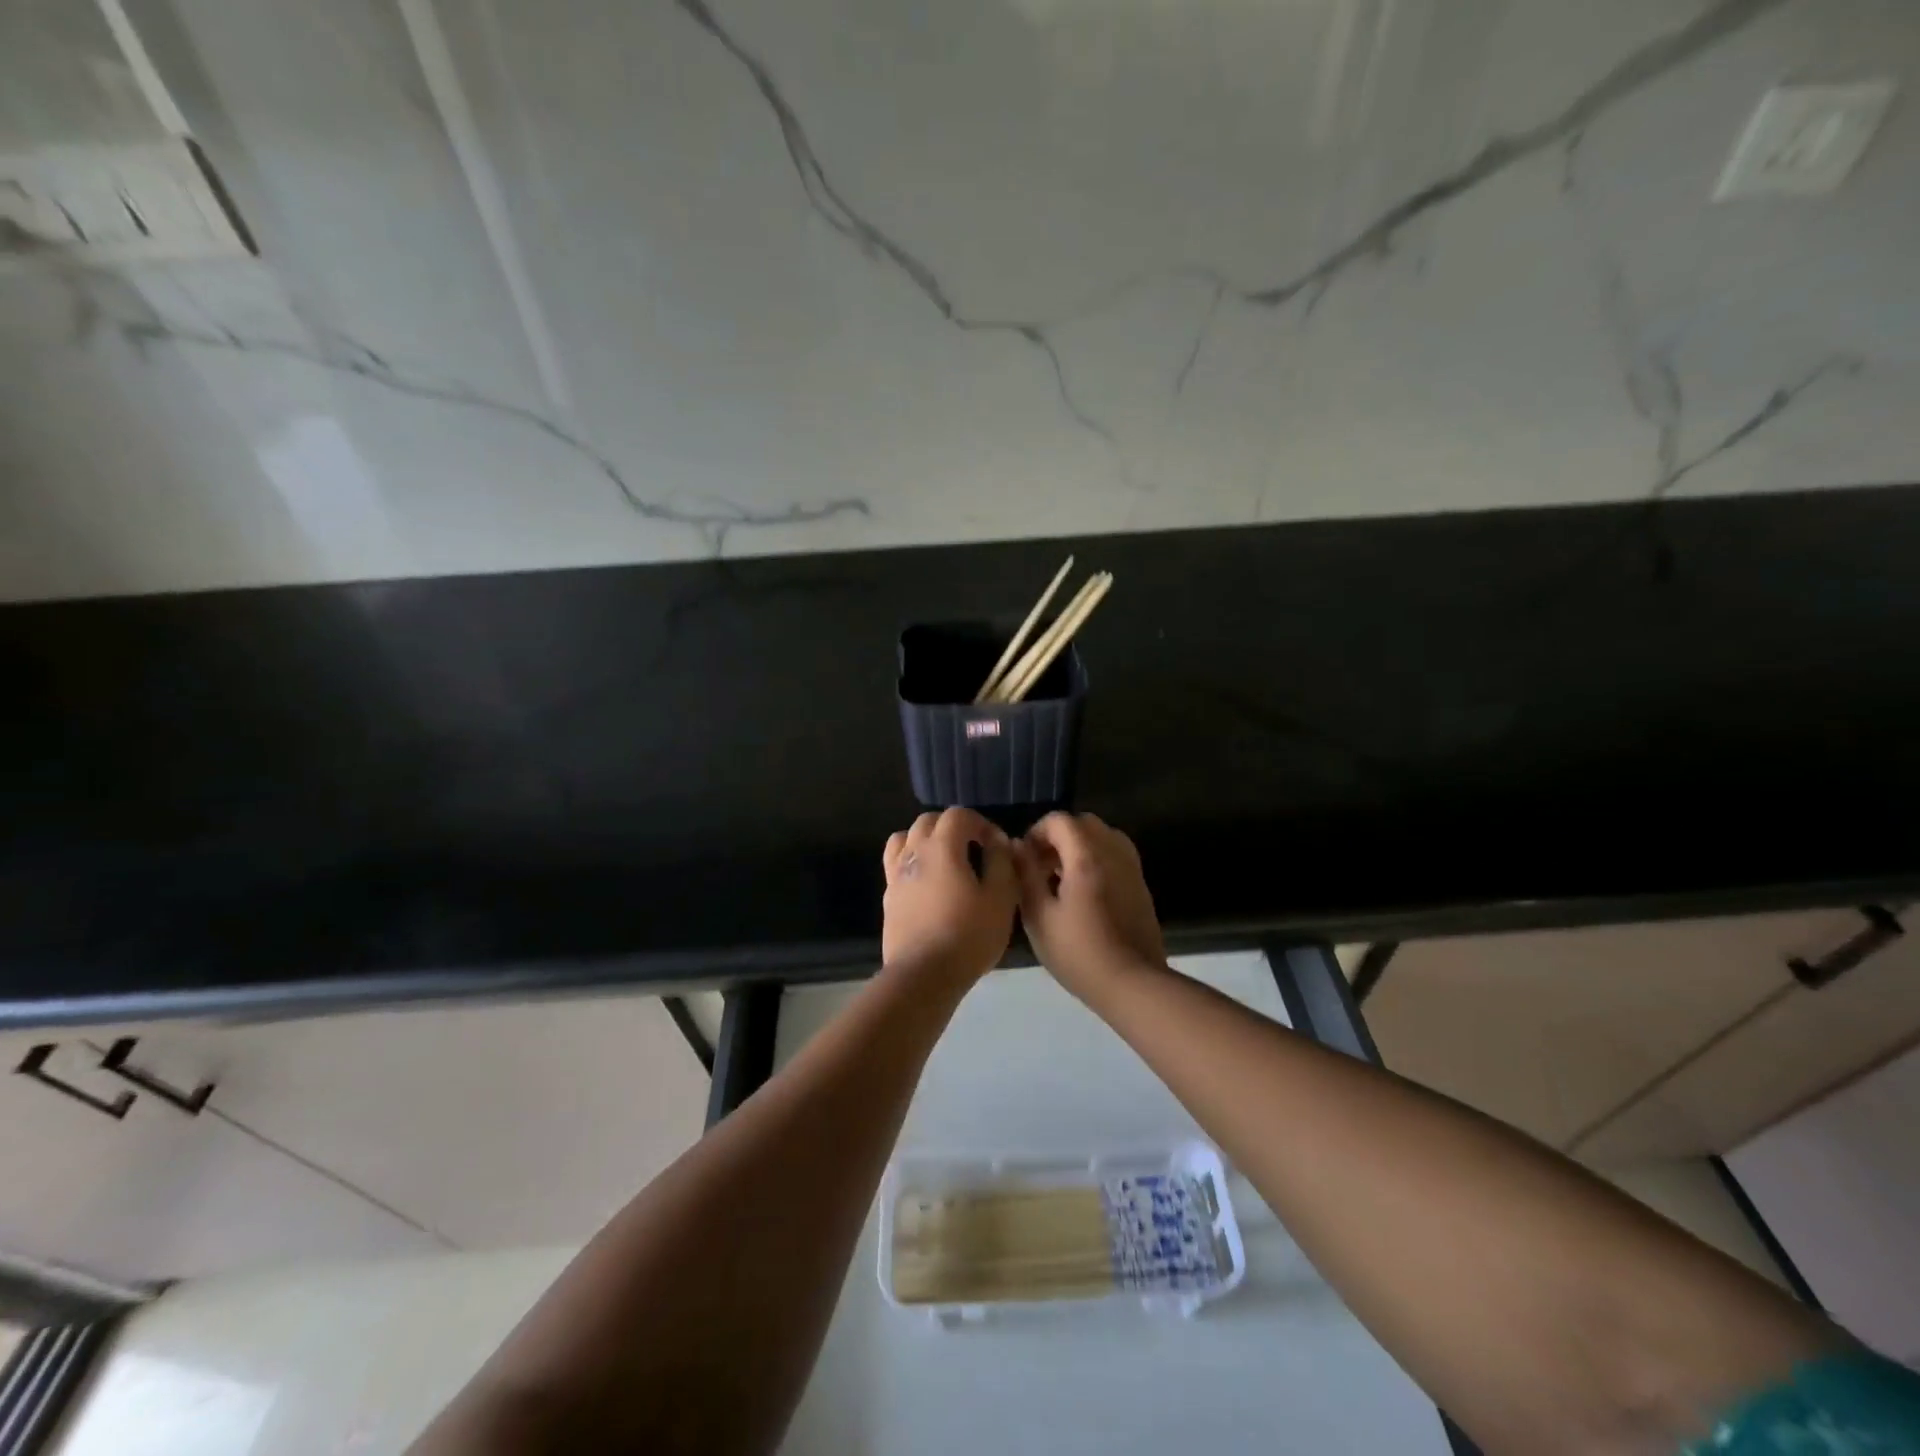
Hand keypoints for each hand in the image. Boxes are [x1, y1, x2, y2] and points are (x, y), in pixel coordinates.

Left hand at [882, 808, 1018, 982]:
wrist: (924, 974)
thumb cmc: (968, 934)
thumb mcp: (1001, 898)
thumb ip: (1001, 862)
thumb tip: (998, 842)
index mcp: (941, 847)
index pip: (958, 815)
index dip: (980, 823)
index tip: (996, 845)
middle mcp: (914, 852)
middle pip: (928, 821)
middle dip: (952, 826)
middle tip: (973, 848)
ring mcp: (896, 875)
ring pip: (905, 839)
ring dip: (926, 840)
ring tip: (945, 860)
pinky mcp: (888, 898)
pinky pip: (897, 865)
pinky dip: (913, 863)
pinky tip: (928, 885)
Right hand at [1014, 812, 1166, 1001]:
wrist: (1132, 983)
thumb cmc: (1078, 952)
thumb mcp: (1039, 916)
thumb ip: (1025, 874)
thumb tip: (1016, 845)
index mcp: (1086, 856)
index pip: (1060, 820)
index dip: (1037, 832)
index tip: (1024, 858)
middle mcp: (1113, 853)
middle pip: (1084, 823)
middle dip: (1058, 836)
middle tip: (1041, 866)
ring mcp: (1131, 868)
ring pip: (1103, 836)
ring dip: (1080, 846)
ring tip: (1061, 878)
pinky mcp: (1140, 885)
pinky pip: (1116, 855)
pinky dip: (1097, 859)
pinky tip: (1084, 892)